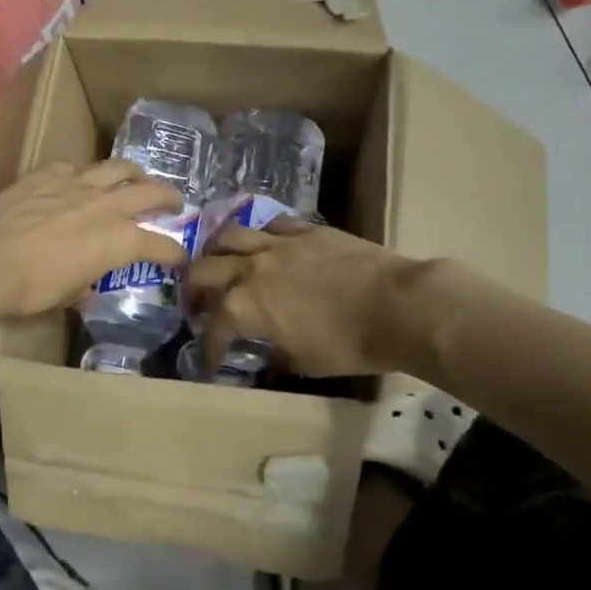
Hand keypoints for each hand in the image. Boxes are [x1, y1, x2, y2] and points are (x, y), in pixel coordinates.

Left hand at [0, 161, 188, 320]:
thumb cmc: (30, 288)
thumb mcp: (66, 295)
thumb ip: (84, 284)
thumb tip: (87, 284)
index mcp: (117, 241)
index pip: (159, 244)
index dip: (173, 251)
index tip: (179, 256)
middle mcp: (105, 206)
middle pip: (149, 193)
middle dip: (168, 197)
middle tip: (175, 203)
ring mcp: (76, 184)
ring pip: (117, 168)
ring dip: (134, 173)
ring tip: (137, 177)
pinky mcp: (46, 174)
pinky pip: (74, 166)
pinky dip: (84, 173)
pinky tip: (79, 179)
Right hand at [184, 218, 417, 377]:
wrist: (397, 306)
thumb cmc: (350, 344)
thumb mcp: (304, 363)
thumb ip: (275, 352)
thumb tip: (267, 348)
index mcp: (245, 306)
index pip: (213, 327)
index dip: (208, 347)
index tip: (210, 360)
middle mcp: (251, 268)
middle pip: (203, 269)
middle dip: (192, 290)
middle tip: (197, 305)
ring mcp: (278, 243)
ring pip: (229, 235)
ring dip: (216, 252)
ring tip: (220, 264)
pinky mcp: (306, 230)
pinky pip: (270, 225)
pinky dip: (259, 237)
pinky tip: (265, 247)